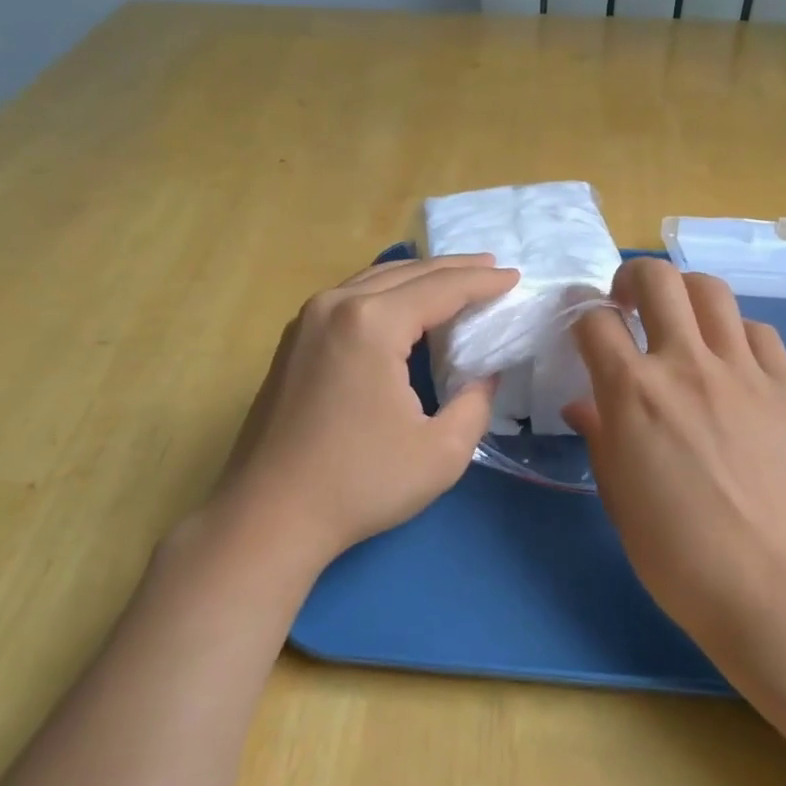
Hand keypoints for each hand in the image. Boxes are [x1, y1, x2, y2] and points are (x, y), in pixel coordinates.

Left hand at [208, 254, 518, 573]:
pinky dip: (387, 293)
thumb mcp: (442, 452)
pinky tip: (404, 307)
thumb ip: (475, 403)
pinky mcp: (294, 340)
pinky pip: (351, 298)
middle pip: (408, 273)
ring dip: (420, 278)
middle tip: (492, 269)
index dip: (483, 282)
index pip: (442, 288)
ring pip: (375, 280)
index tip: (515, 278)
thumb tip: (483, 374)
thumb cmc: (360, 484)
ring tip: (456, 280)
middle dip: (454, 270)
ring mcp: (307, 319)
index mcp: (372, 323)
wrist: (269, 515)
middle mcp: (336, 305)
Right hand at [564, 259, 785, 658]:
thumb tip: (582, 405)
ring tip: (679, 320)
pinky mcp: (785, 386)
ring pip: (711, 291)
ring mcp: (742, 371)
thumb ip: (599, 437)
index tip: (583, 328)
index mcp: (633, 393)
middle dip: (632, 278)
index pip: (596, 322)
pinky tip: (730, 358)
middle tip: (628, 304)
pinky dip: (736, 332)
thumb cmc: (677, 553)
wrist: (771, 584)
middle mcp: (685, 365)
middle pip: (657, 279)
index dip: (581, 317)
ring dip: (685, 293)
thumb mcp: (618, 496)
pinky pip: (759, 332)